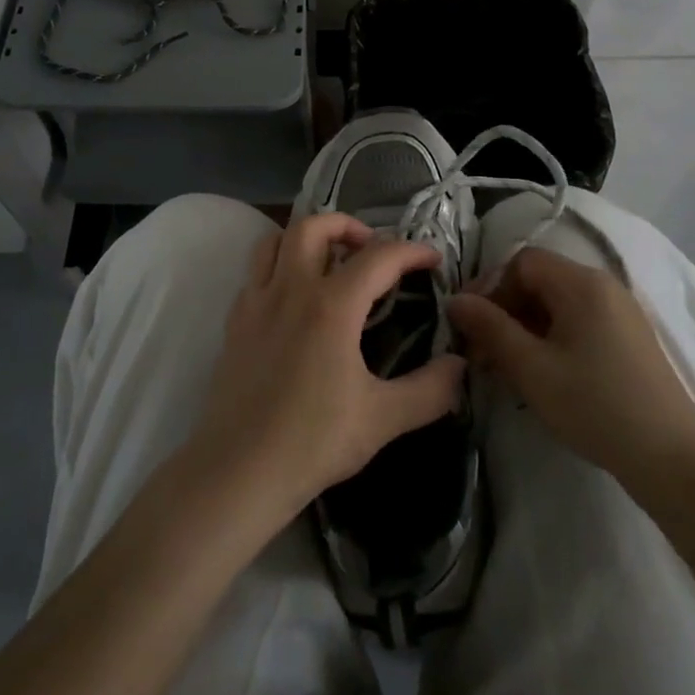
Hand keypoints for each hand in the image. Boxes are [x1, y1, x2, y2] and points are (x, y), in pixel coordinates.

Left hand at [187, 214, 465, 526]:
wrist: (239, 469)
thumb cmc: (313, 441)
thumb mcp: (383, 419)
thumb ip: (430, 390)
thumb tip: (460, 366)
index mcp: (332, 306)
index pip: (378, 257)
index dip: (411, 251)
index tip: (432, 260)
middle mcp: (291, 289)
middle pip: (313, 226)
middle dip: (347, 225)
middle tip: (370, 247)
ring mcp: (257, 301)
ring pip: (275, 240)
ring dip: (305, 237)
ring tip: (328, 260)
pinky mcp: (234, 320)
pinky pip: (255, 272)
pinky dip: (278, 266)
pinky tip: (293, 297)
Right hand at [446, 247, 694, 492]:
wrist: (674, 460)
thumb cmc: (595, 405)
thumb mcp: (531, 368)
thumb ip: (489, 328)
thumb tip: (455, 300)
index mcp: (581, 283)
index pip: (521, 262)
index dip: (490, 287)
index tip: (469, 324)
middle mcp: (603, 287)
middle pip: (539, 282)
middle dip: (504, 311)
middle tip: (481, 352)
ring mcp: (620, 314)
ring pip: (556, 306)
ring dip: (524, 329)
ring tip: (506, 369)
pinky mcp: (628, 341)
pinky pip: (577, 324)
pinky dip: (550, 340)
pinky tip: (541, 376)